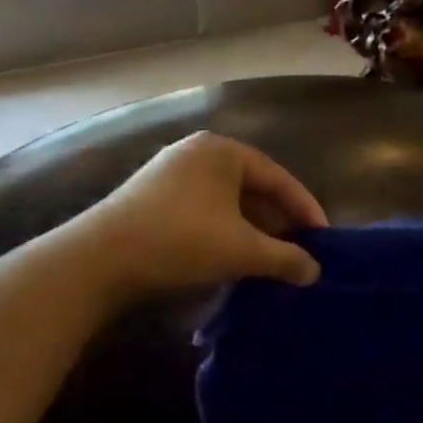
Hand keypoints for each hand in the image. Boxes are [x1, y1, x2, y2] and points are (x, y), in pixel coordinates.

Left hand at [74, 132, 326, 303]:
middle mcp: (197, 152)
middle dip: (277, 221)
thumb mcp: (242, 251)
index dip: (305, 209)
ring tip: (270, 259)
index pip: (278, 177)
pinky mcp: (150, 197)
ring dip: (251, 230)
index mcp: (223, 151)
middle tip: (299, 251)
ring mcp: (169, 173)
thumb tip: (315, 271)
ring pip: (226, 201)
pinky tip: (230, 257)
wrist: (98, 260)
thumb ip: (285, 258)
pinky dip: (223, 232)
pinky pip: (202, 210)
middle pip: (252, 187)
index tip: (324, 238)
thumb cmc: (181, 241)